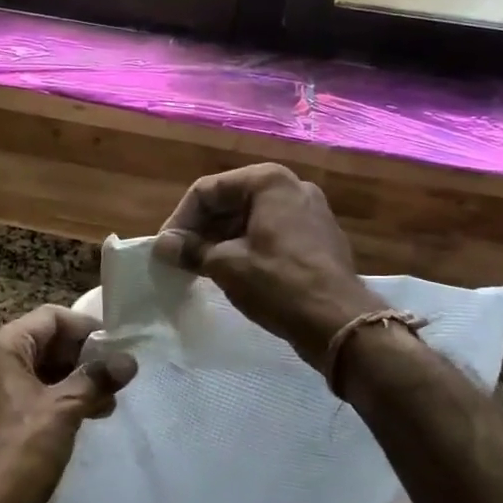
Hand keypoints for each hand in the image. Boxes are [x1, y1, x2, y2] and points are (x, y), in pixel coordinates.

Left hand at [0, 305, 137, 502]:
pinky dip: (62, 399)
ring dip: (76, 380)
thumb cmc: (20, 452)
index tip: (116, 347)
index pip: (50, 318)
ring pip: (42, 370)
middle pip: (45, 342)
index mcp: (1, 349)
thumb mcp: (64, 409)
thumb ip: (96, 379)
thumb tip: (128, 360)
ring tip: (109, 400)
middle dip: (83, 357)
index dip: (85, 328)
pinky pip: (35, 395)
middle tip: (117, 375)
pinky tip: (89, 416)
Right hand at [153, 163, 382, 365]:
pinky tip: (232, 274)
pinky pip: (271, 235)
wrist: (339, 322)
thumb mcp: (226, 265)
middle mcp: (292, 187)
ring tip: (200, 269)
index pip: (208, 190)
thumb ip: (191, 250)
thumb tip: (162, 246)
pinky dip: (246, 249)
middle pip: (230, 201)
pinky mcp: (317, 239)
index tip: (166, 250)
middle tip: (180, 260)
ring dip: (221, 241)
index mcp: (268, 181)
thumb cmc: (278, 283)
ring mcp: (309, 213)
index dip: (181, 219)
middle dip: (201, 230)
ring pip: (250, 219)